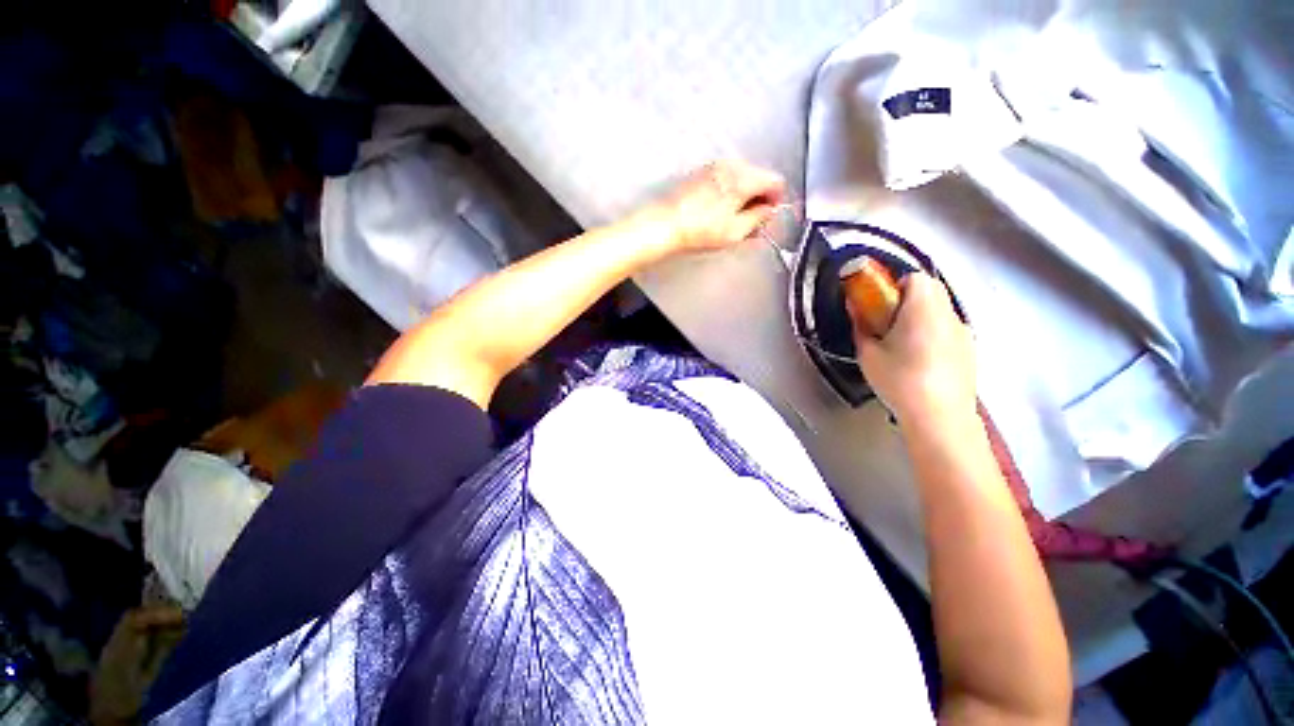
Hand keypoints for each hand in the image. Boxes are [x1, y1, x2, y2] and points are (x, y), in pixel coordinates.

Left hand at [646, 160, 785, 255]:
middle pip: (759, 177)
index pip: (775, 181)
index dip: (776, 200)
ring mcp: (714, 166)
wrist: (664, 224)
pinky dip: (728, 192)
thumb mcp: (736, 231)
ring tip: (732, 219)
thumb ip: (758, 219)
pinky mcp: (700, 172)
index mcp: (744, 177)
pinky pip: (725, 178)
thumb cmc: (702, 230)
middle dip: (759, 198)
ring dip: (743, 196)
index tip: (767, 218)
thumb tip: (768, 210)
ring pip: (741, 177)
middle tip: (750, 223)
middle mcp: (731, 164)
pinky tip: (718, 211)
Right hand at [852, 273, 976, 425]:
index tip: (878, 304)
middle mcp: (948, 313)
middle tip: (885, 321)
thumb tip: (855, 309)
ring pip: (940, 309)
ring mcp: (963, 332)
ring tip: (901, 344)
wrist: (939, 417)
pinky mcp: (970, 350)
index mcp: (923, 308)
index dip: (892, 285)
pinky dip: (933, 333)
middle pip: (931, 289)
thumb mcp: (868, 354)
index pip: (913, 277)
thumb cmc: (899, 380)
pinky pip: (948, 329)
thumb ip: (861, 326)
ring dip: (921, 315)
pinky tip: (920, 360)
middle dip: (906, 298)